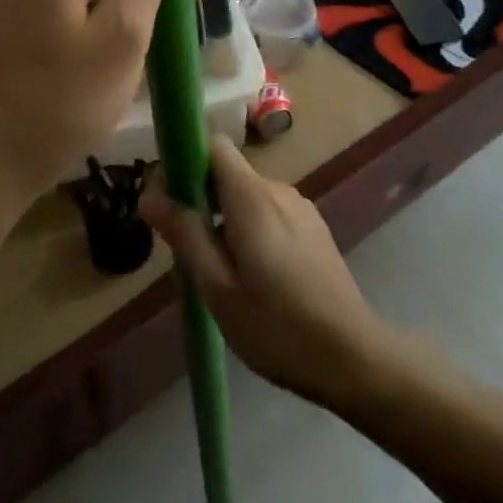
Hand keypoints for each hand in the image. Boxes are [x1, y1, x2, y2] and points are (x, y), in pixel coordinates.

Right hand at [141, 135, 388, 406]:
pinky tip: (253, 277)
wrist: (354, 358)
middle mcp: (277, 188)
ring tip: (219, 272)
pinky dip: (249, 228)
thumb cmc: (278, 327)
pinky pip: (268, 211)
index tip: (167, 198)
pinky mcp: (313, 226)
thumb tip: (148, 193)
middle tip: (187, 251)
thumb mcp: (218, 288)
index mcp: (252, 196)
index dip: (184, 159)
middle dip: (199, 198)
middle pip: (227, 172)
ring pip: (247, 195)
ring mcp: (299, 206)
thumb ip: (185, 234)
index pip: (213, 144)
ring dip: (224, 218)